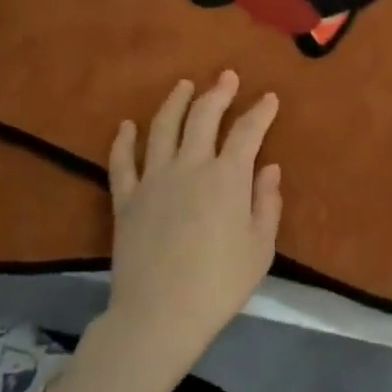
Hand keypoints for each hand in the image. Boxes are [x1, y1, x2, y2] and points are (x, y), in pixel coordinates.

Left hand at [106, 71, 282, 367]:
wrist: (159, 315)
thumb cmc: (219, 284)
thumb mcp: (260, 248)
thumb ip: (267, 203)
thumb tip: (269, 168)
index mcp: (227, 177)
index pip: (248, 131)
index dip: (261, 111)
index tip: (269, 98)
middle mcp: (190, 166)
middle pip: (203, 116)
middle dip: (218, 92)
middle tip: (227, 77)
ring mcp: (153, 179)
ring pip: (162, 127)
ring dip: (175, 102)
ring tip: (184, 85)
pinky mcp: (126, 198)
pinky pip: (122, 161)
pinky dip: (124, 140)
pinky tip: (127, 126)